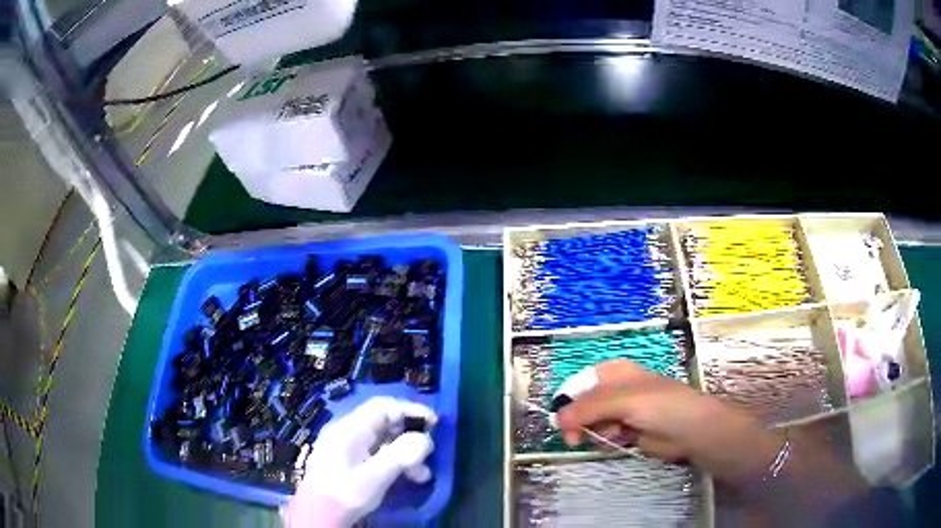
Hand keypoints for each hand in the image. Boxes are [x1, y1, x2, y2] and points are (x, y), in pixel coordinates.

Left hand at [282, 397, 437, 527]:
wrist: (317, 515)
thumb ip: (399, 457)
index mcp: (349, 429)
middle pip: (384, 422)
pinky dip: (394, 461)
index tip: (433, 423)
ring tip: (421, 475)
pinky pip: (377, 452)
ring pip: (383, 439)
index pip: (382, 406)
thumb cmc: (343, 494)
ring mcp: (347, 446)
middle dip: (410, 436)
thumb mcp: (373, 478)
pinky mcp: (349, 460)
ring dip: (405, 453)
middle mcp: (347, 432)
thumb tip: (425, 439)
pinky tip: (406, 477)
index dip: (409, 409)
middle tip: (429, 454)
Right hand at [555, 359, 782, 484]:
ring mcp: (622, 412)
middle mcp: (616, 390)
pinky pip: (605, 437)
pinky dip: (607, 441)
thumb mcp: (622, 400)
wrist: (691, 431)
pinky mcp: (628, 431)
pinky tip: (621, 442)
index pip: (580, 384)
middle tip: (576, 439)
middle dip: (579, 422)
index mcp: (614, 373)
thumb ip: (586, 409)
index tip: (561, 422)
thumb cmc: (660, 406)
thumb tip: (556, 420)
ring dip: (596, 433)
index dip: (567, 401)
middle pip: (582, 406)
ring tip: (613, 435)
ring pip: (592, 424)